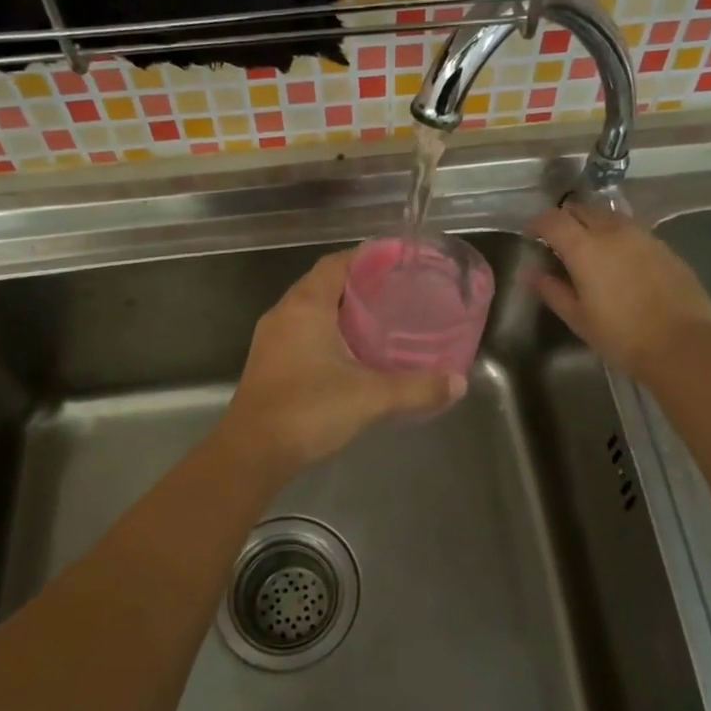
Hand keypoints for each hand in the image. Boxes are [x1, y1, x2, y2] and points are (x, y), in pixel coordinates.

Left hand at [223, 249, 465, 476]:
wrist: (252, 453)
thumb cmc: (308, 410)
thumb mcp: (370, 397)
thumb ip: (417, 388)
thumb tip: (458, 383)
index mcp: (305, 306)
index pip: (336, 263)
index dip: (366, 257)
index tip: (397, 262)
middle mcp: (284, 314)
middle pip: (323, 284)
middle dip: (358, 285)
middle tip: (396, 292)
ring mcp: (272, 340)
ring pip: (311, 310)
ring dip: (341, 311)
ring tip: (380, 321)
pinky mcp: (269, 364)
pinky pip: (302, 333)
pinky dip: (328, 333)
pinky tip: (352, 354)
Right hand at [526, 202, 710, 381]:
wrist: (684, 345)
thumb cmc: (622, 336)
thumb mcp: (578, 317)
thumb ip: (551, 290)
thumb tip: (530, 272)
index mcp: (585, 247)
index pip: (552, 220)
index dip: (536, 223)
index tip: (530, 235)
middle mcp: (612, 231)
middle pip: (582, 210)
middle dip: (564, 219)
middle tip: (556, 240)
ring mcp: (642, 235)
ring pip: (608, 215)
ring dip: (591, 223)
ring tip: (587, 247)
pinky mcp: (663, 246)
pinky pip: (631, 229)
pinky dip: (615, 234)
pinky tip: (617, 259)